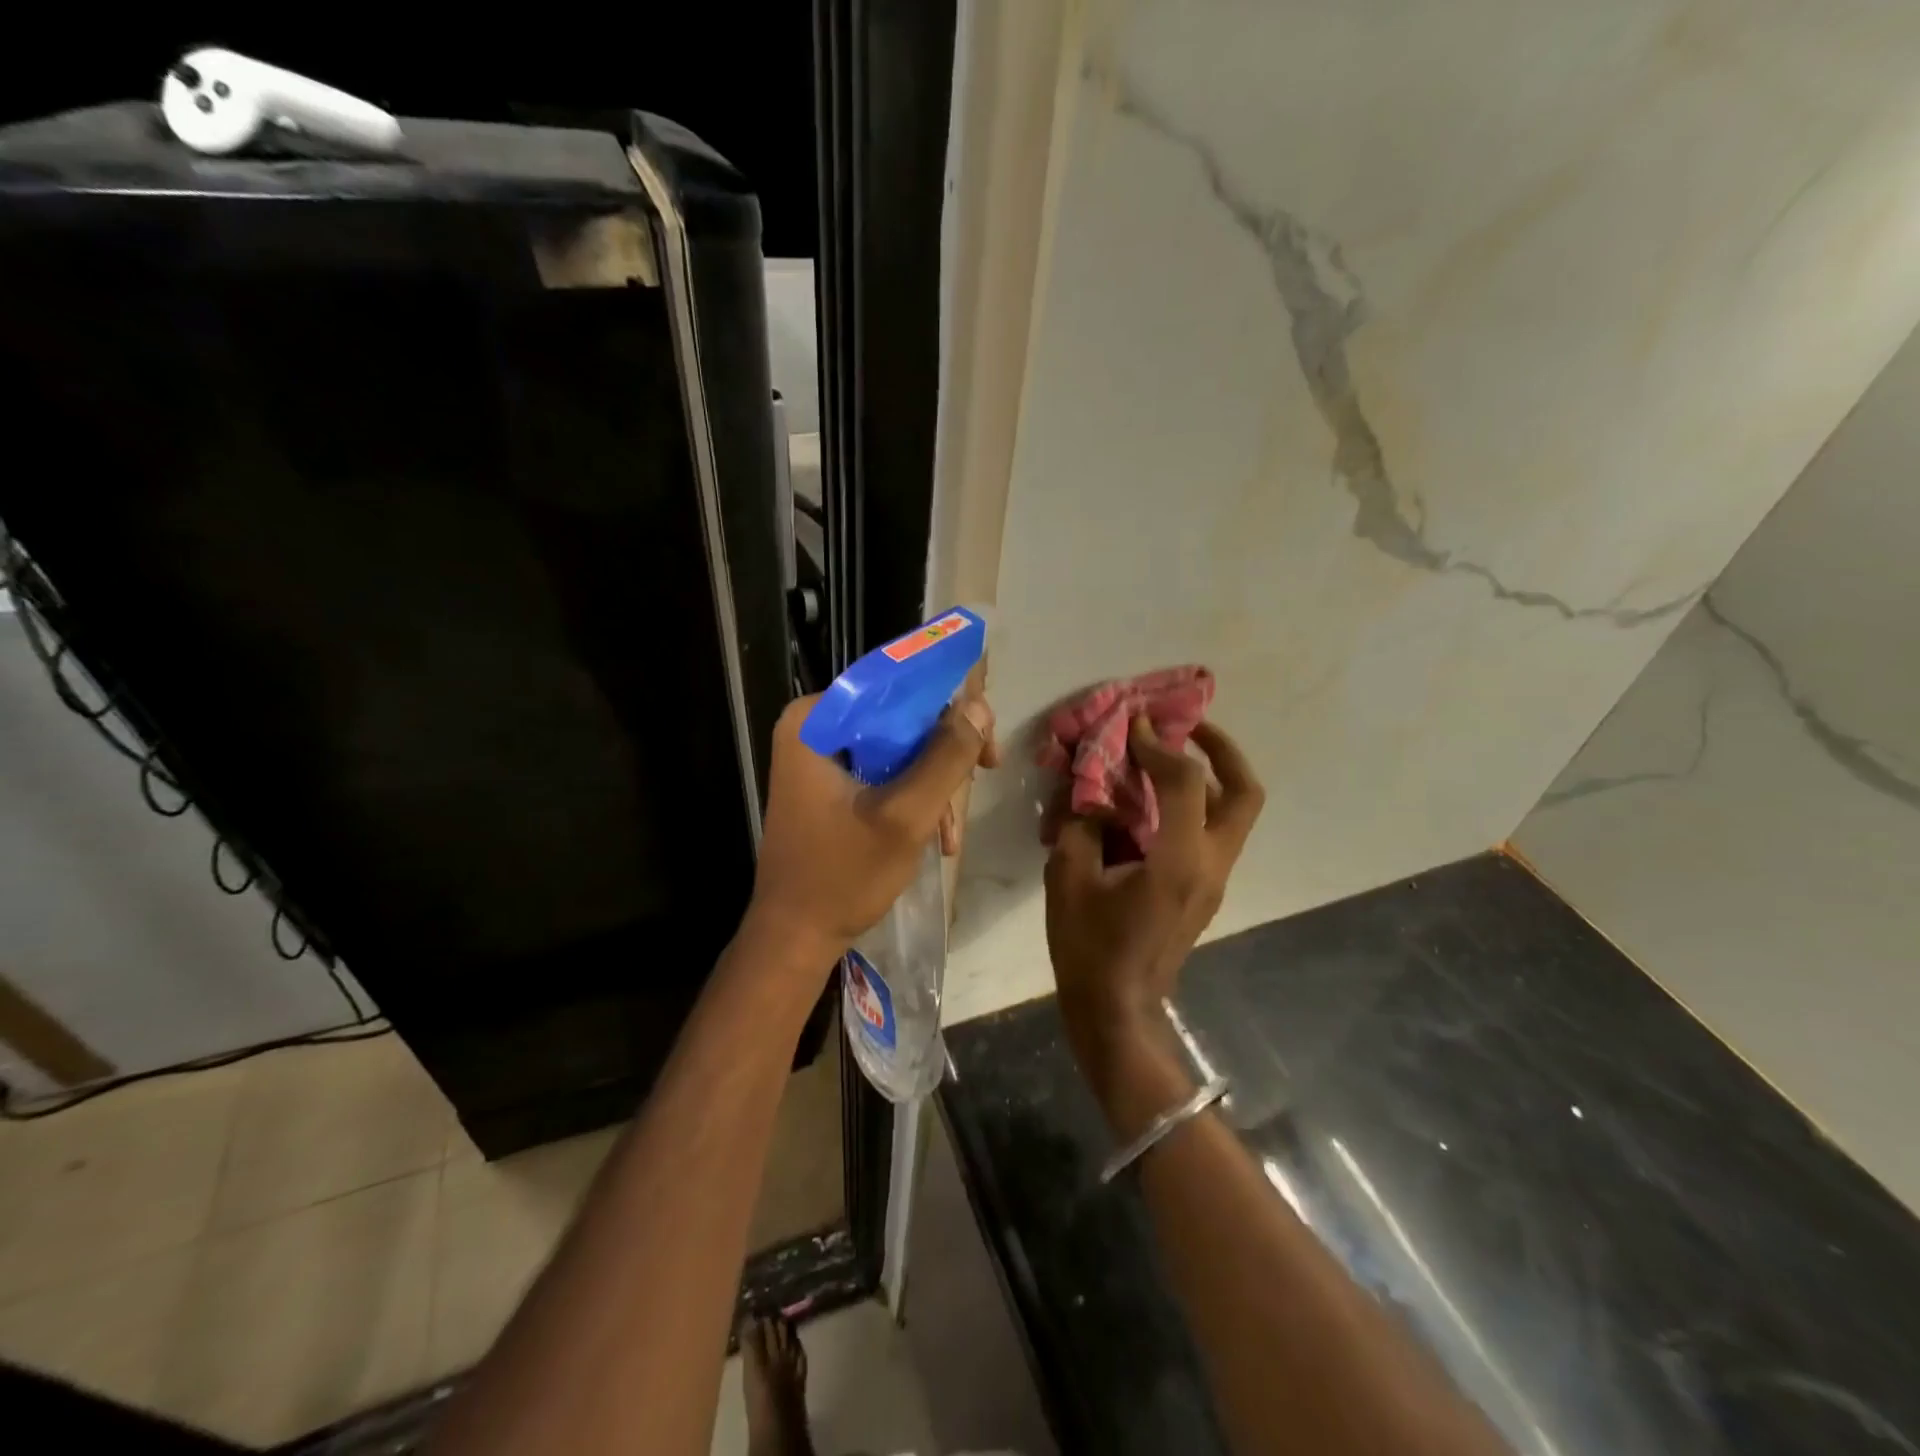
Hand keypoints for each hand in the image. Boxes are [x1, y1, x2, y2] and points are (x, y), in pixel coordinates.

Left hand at [747, 688, 1000, 971]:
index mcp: (815, 720)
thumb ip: (945, 758)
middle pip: (898, 716)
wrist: (795, 937)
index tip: (984, 732)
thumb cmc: (843, 875)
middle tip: (987, 770)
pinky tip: (937, 836)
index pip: (893, 684)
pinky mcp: (829, 783)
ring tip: (952, 832)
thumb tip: (978, 708)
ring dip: (933, 783)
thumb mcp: (905, 816)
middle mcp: (813, 726)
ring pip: (897, 746)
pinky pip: (883, 771)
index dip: (946, 702)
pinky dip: (913, 797)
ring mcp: (819, 756)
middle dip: (944, 751)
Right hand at [1043, 718, 1262, 1086]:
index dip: (1159, 745)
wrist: (1117, 1011)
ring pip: (1235, 813)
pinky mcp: (1205, 891)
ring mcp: (1214, 880)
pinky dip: (1193, 805)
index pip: (1185, 781)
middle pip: (1245, 793)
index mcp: (1178, 861)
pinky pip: (1213, 833)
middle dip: (1222, 749)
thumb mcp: (1068, 878)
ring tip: (1166, 759)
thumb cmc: (1089, 948)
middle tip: (1188, 727)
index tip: (1134, 725)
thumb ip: (1081, 825)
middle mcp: (1211, 865)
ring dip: (1209, 777)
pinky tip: (1150, 805)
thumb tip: (1092, 796)